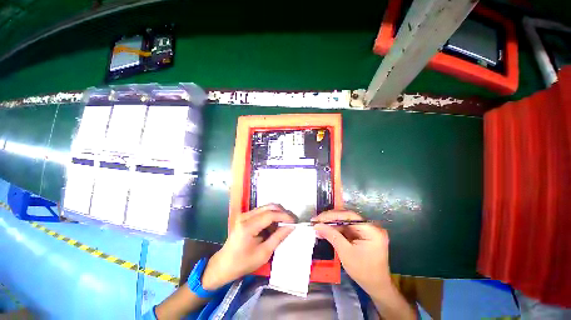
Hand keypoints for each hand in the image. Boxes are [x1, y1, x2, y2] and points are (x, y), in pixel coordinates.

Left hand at [201, 204, 294, 289]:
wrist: (223, 265)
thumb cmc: (243, 263)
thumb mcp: (263, 254)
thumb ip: (278, 237)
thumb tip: (291, 227)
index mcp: (248, 226)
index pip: (270, 215)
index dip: (284, 216)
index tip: (294, 221)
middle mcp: (245, 216)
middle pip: (268, 207)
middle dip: (282, 212)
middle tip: (291, 221)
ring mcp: (244, 215)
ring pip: (266, 207)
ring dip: (276, 213)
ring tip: (284, 223)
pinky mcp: (245, 216)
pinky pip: (261, 211)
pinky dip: (270, 216)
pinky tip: (274, 225)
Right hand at [312, 210, 391, 296]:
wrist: (376, 287)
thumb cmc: (363, 272)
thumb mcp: (345, 253)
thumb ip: (332, 236)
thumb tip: (317, 225)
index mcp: (371, 230)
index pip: (349, 216)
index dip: (332, 215)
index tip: (318, 218)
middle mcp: (370, 227)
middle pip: (346, 218)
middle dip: (330, 220)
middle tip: (316, 221)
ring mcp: (367, 230)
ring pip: (345, 223)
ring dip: (331, 225)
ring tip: (318, 227)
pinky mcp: (362, 235)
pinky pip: (347, 229)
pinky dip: (336, 231)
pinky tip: (326, 232)